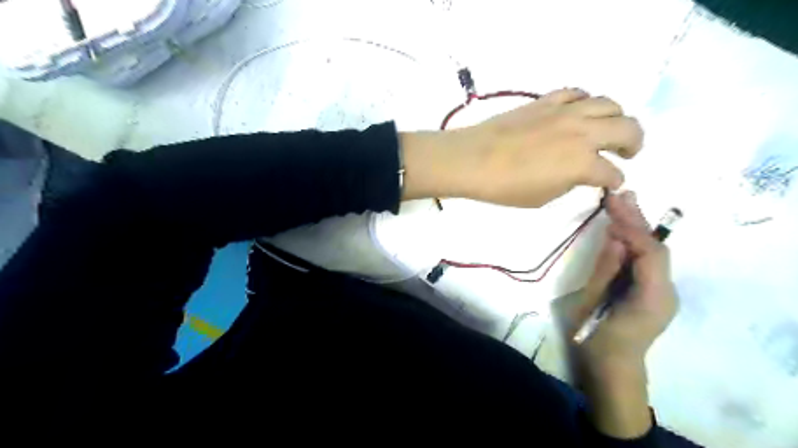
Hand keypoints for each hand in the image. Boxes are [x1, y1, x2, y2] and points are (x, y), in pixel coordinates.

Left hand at [398, 88, 639, 206]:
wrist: (474, 160)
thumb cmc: (505, 187)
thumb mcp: (543, 197)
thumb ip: (568, 183)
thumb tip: (578, 174)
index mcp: (582, 164)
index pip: (611, 173)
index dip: (615, 181)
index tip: (612, 184)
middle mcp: (582, 133)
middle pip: (627, 128)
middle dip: (634, 143)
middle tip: (627, 153)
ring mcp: (565, 112)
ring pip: (608, 104)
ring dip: (617, 118)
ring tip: (609, 129)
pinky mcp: (546, 101)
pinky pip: (576, 93)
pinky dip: (585, 102)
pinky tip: (579, 112)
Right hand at [571, 191, 675, 439]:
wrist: (611, 369)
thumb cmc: (595, 340)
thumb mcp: (592, 304)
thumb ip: (606, 270)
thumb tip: (616, 238)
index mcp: (652, 298)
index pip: (650, 254)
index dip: (633, 228)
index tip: (613, 206)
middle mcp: (665, 292)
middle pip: (656, 249)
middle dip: (637, 220)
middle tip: (620, 193)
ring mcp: (661, 291)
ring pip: (652, 252)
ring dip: (636, 226)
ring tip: (622, 201)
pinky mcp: (651, 290)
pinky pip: (644, 261)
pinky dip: (633, 241)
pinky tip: (621, 227)